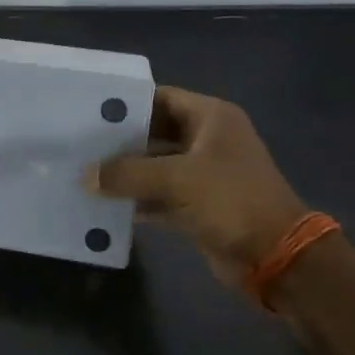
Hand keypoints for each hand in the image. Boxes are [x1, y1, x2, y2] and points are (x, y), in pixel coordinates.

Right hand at [86, 86, 306, 290]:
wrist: (275, 256)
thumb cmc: (231, 200)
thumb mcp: (176, 179)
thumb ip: (127, 173)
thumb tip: (85, 176)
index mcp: (211, 118)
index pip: (161, 98)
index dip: (127, 103)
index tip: (89, 108)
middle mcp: (207, 140)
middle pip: (154, 132)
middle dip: (120, 140)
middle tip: (78, 142)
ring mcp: (203, 174)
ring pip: (154, 166)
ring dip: (124, 173)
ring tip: (82, 171)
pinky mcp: (197, 205)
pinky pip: (159, 195)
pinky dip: (136, 200)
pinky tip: (103, 204)